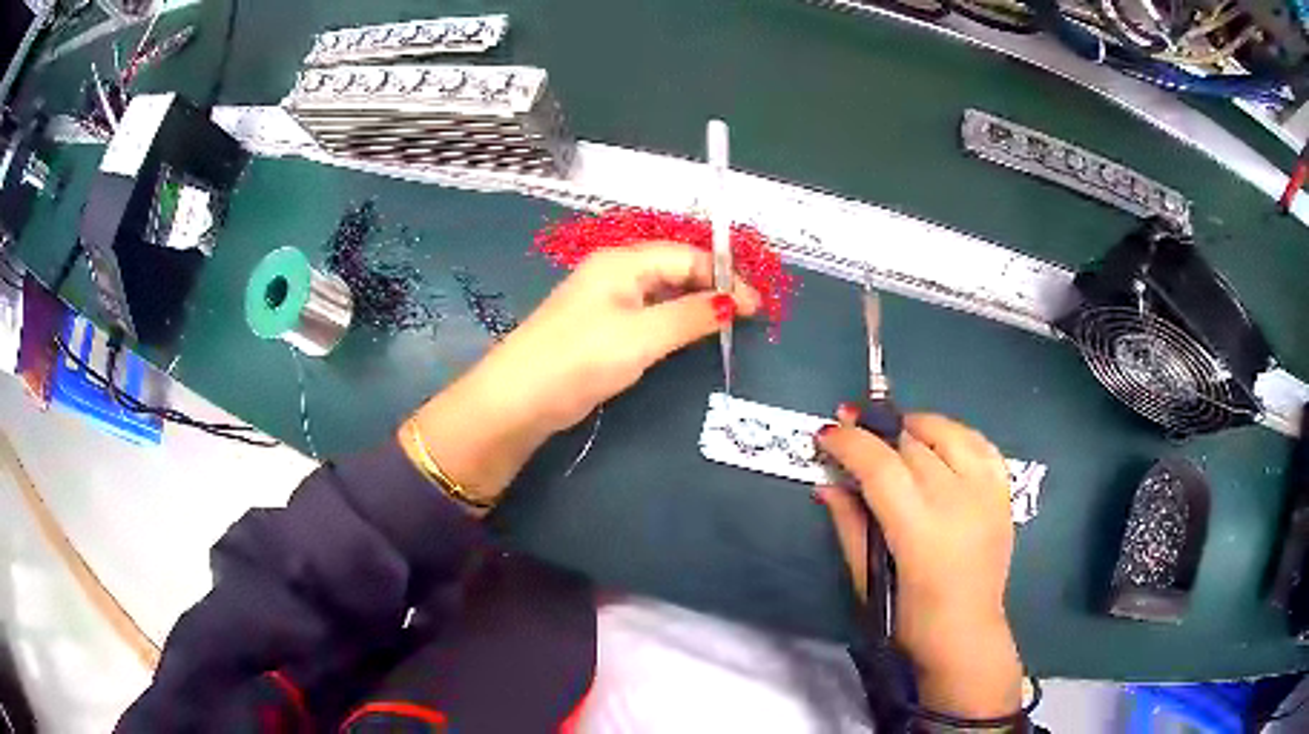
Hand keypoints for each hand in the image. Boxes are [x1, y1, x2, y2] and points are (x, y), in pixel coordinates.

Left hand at [401, 242, 759, 512]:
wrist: (518, 400)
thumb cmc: (581, 358)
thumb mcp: (642, 336)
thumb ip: (691, 316)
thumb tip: (735, 303)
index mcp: (622, 261)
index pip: (685, 255)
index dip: (724, 276)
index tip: (757, 305)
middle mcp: (614, 273)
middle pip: (674, 269)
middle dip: (712, 288)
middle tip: (747, 316)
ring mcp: (605, 302)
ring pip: (661, 294)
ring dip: (693, 306)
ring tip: (726, 326)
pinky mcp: (600, 330)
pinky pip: (647, 316)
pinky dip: (672, 323)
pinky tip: (687, 337)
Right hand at [815, 410, 1022, 718]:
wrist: (966, 634)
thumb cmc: (908, 618)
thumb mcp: (867, 577)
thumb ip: (848, 524)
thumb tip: (827, 483)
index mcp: (919, 529)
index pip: (880, 466)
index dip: (850, 443)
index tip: (827, 432)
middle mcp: (957, 501)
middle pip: (911, 444)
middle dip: (876, 433)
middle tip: (853, 432)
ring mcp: (986, 493)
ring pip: (948, 433)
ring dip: (916, 427)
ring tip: (895, 435)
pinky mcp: (1003, 494)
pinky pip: (980, 444)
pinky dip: (955, 435)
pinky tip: (938, 444)